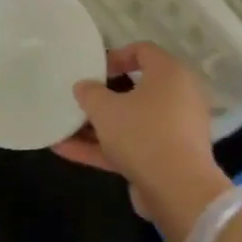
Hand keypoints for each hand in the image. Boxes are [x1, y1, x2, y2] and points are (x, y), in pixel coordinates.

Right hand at [54, 42, 230, 241]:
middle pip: (136, 89)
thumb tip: (84, 86)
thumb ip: (89, 93)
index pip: (143, 51)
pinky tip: (66, 150)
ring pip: (131, 121)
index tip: (93, 70)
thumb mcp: (105, 108)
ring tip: (62, 128)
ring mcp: (174, 131)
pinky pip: (132, 145)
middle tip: (80, 99)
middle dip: (103, 96)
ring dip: (97, 126)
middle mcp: (178, 98)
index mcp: (170, 74)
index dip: (116, 56)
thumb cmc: (142, 133)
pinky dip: (103, 147)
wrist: (178, 190)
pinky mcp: (166, 158)